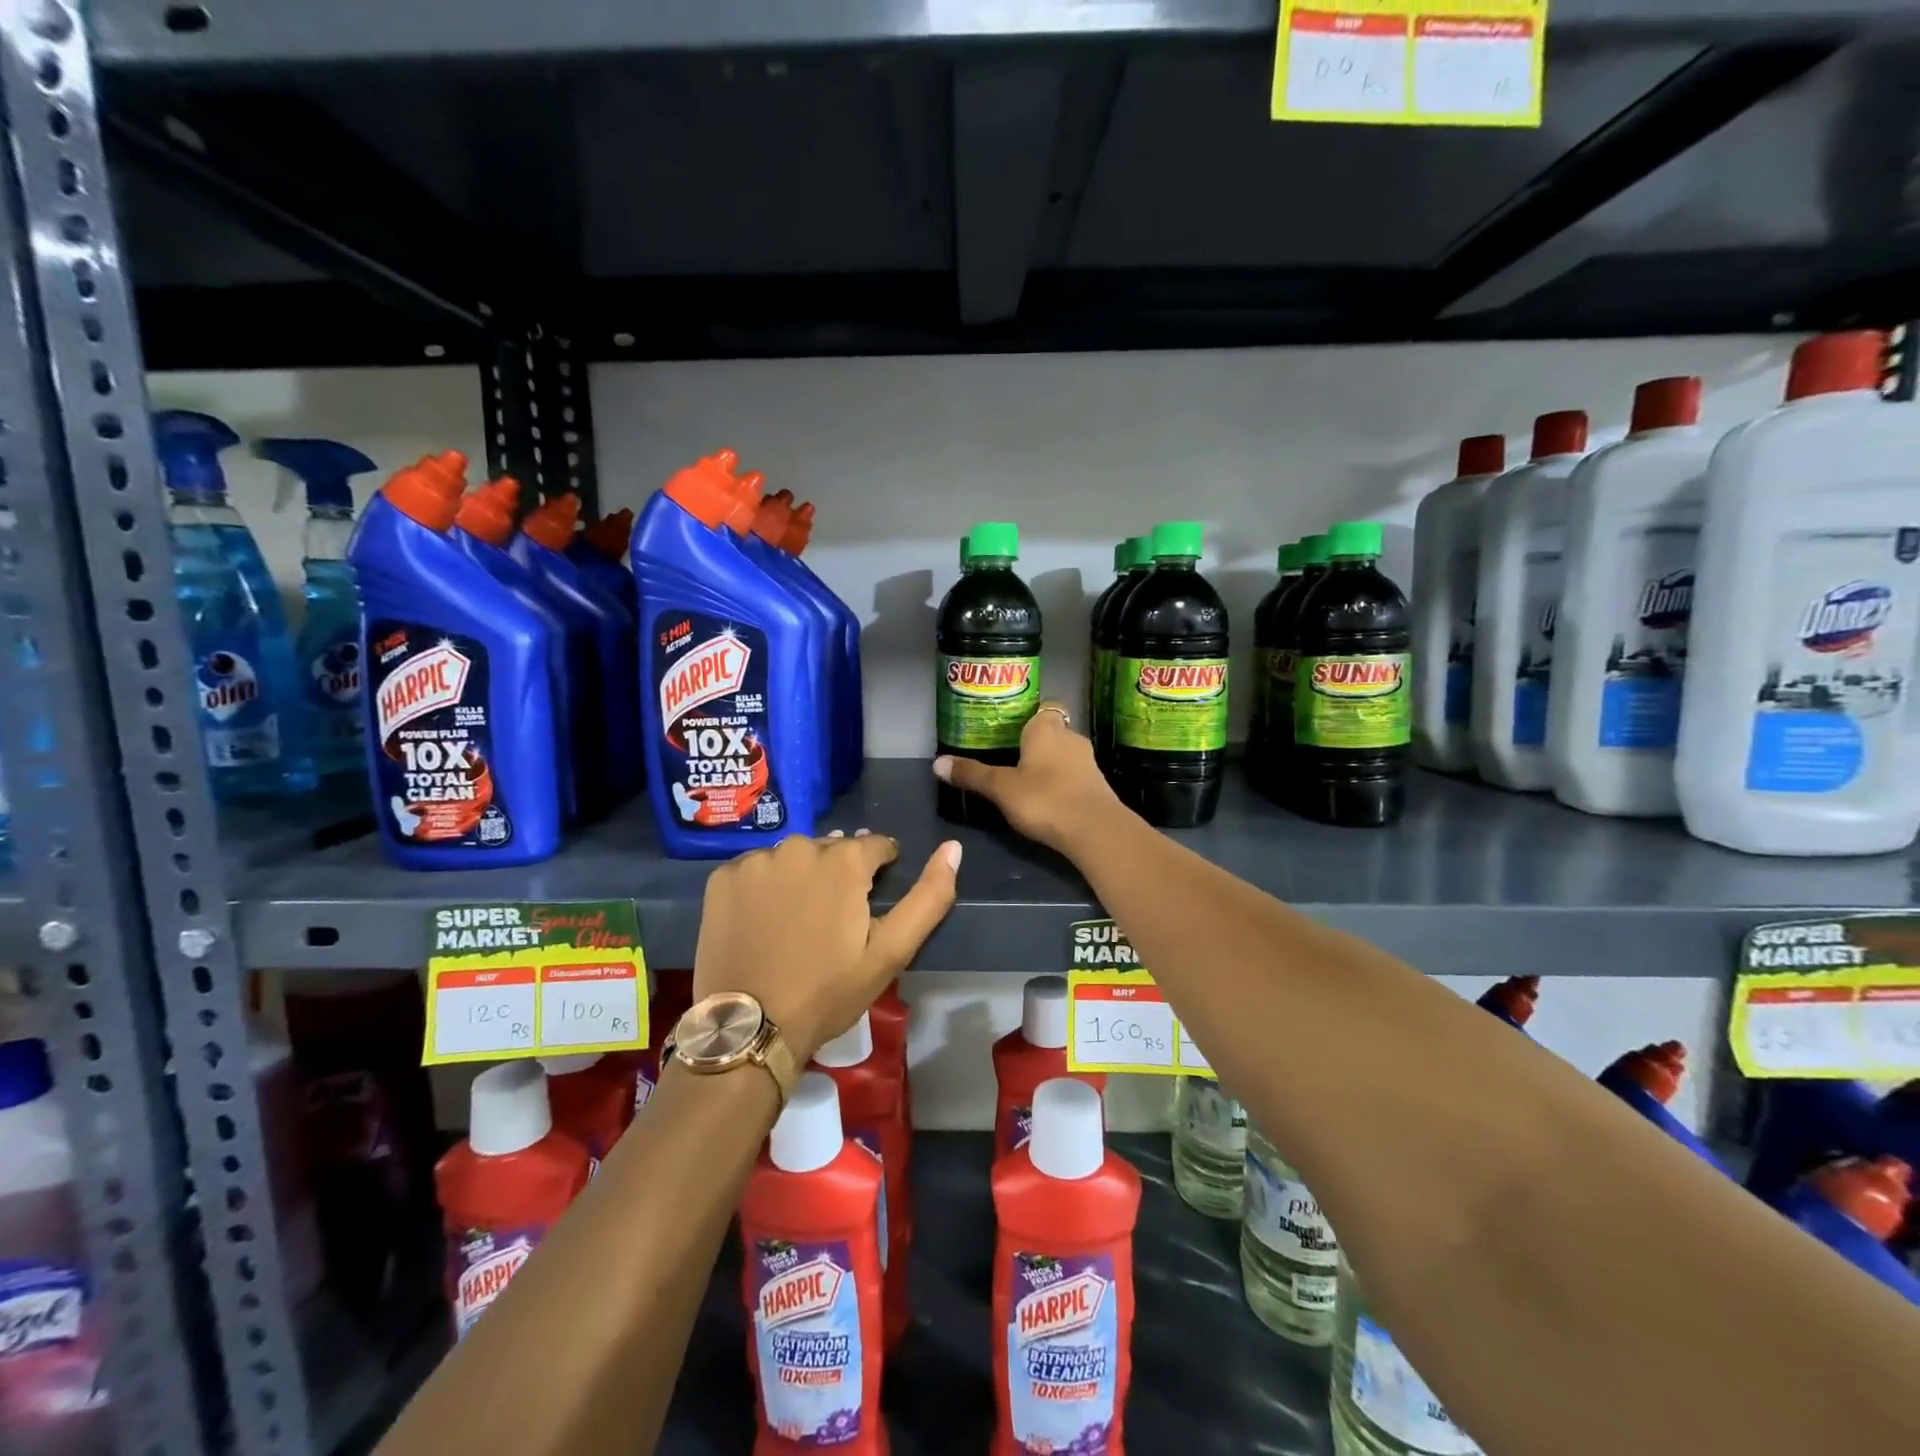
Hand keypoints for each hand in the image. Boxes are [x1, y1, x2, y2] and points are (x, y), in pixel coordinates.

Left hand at [692, 830, 960, 1061]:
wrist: (750, 1028)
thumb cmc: (828, 991)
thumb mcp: (891, 952)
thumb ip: (929, 898)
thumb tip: (953, 848)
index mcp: (844, 860)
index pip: (876, 847)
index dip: (880, 873)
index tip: (869, 906)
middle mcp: (799, 846)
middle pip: (832, 850)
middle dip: (839, 875)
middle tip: (831, 921)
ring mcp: (756, 860)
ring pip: (792, 858)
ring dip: (800, 878)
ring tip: (796, 922)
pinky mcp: (722, 877)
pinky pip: (756, 870)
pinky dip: (764, 886)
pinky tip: (763, 920)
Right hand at [932, 701, 1122, 852]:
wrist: (1094, 830)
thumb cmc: (1043, 798)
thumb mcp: (1000, 788)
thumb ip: (972, 774)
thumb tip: (937, 763)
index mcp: (1046, 727)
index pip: (1041, 708)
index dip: (1028, 717)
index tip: (1010, 731)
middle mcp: (1071, 737)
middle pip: (1052, 732)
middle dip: (1036, 743)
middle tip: (1011, 758)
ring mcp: (1088, 762)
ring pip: (1065, 755)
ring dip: (1050, 765)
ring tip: (1026, 781)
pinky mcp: (1098, 786)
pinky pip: (1075, 776)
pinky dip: (1062, 783)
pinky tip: (1048, 800)